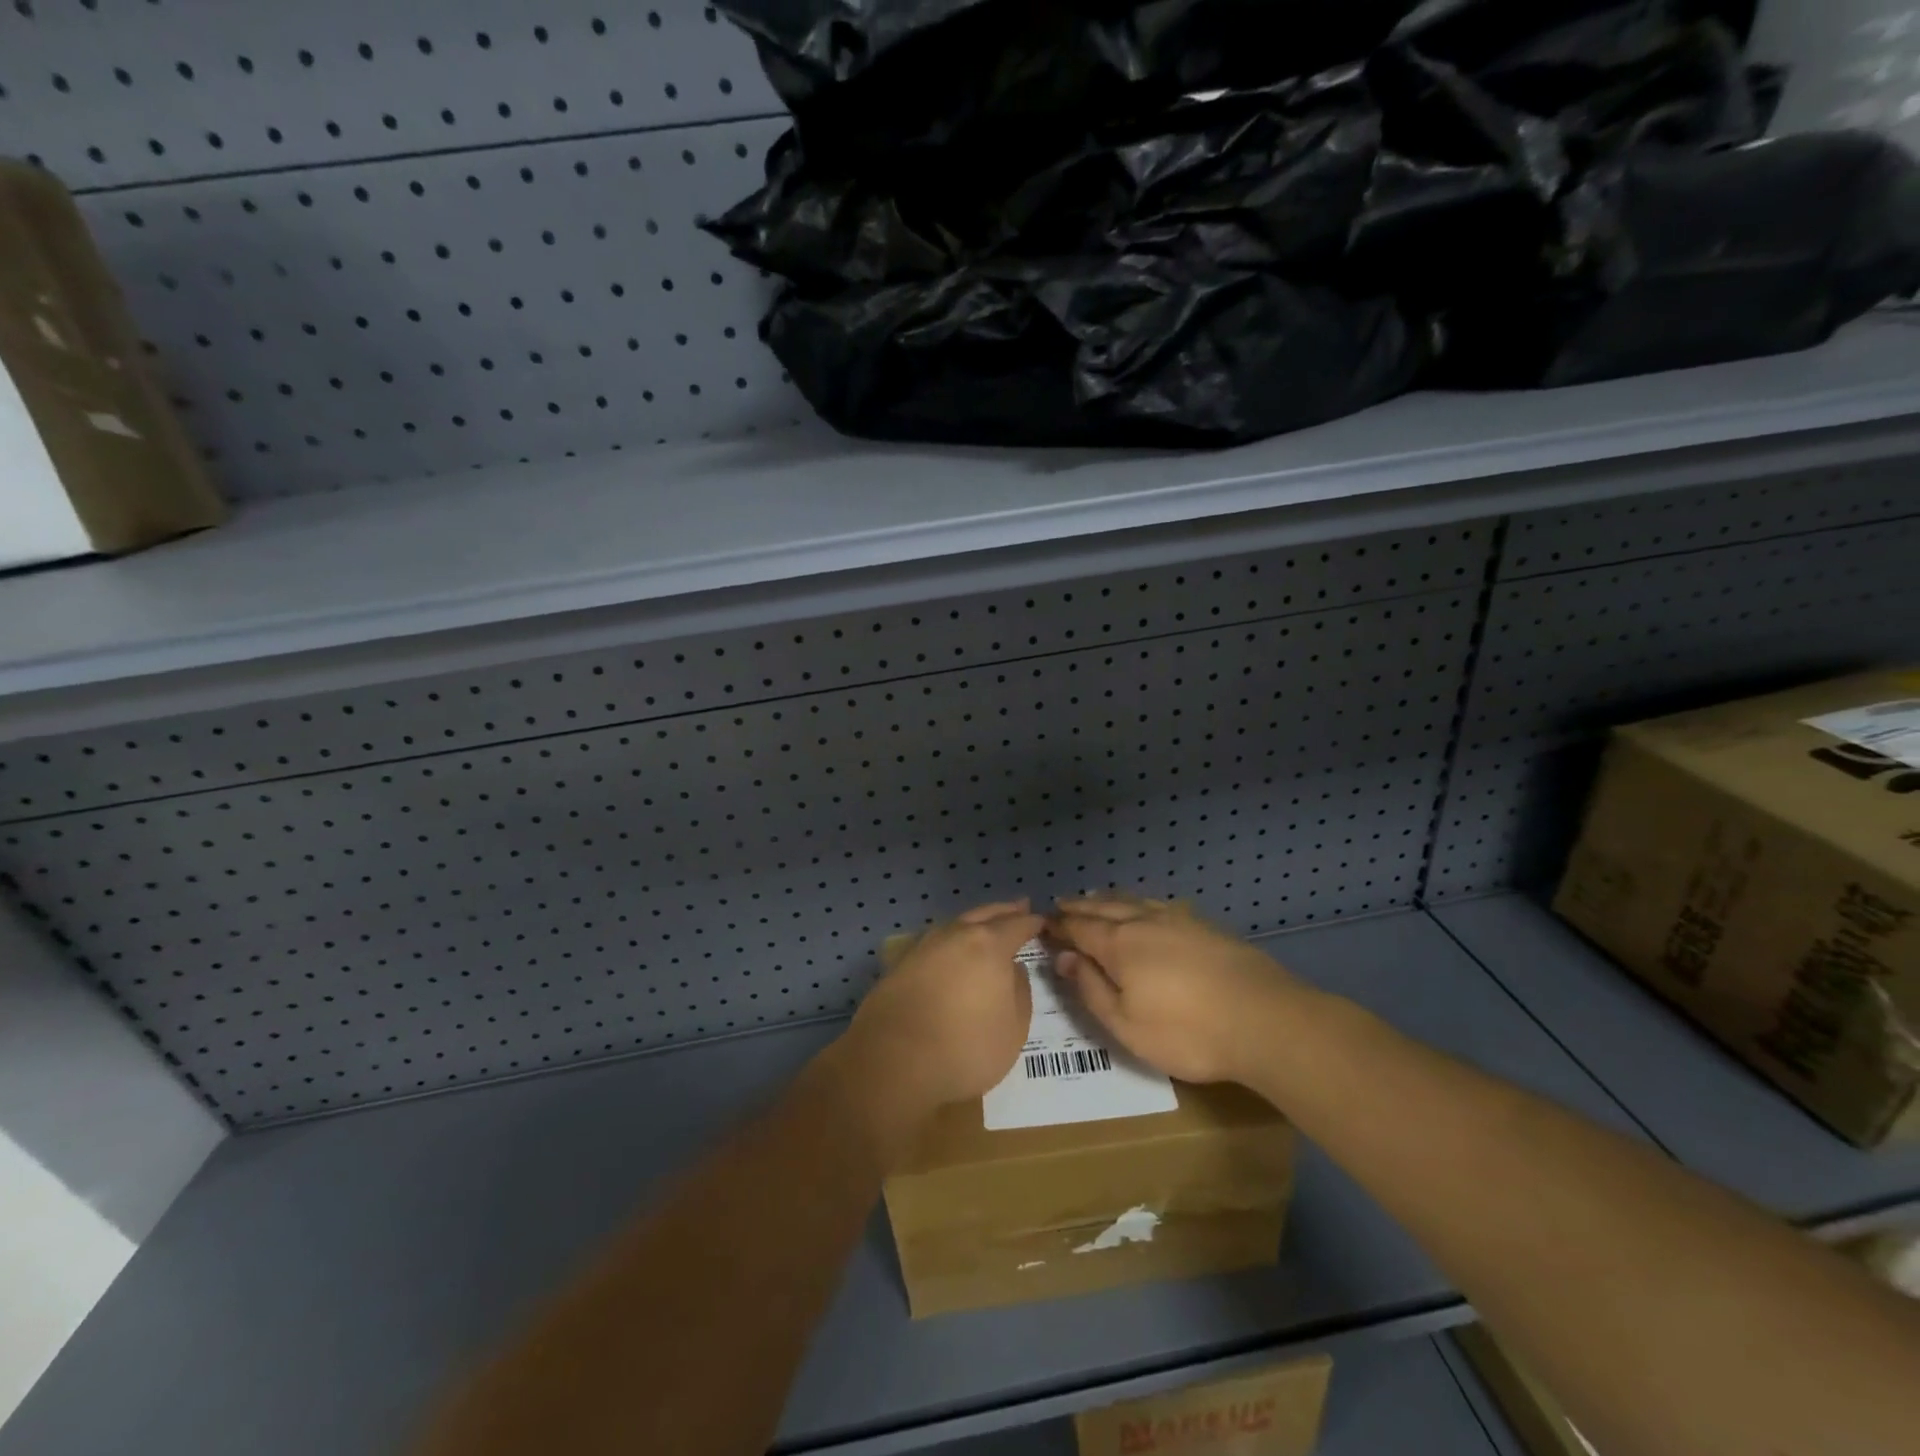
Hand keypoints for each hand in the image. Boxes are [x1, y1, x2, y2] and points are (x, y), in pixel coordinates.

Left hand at [837, 899, 1043, 1123]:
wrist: (893, 1062)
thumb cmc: (964, 1049)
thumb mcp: (1013, 1031)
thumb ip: (1019, 993)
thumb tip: (1013, 970)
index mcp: (989, 946)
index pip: (1017, 925)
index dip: (1032, 923)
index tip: (1042, 921)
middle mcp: (956, 935)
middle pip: (985, 914)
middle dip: (1004, 911)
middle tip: (1019, 906)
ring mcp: (924, 946)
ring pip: (956, 924)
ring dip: (975, 921)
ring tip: (985, 925)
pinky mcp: (900, 963)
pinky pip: (934, 941)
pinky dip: (949, 939)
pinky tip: (950, 949)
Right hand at [1050, 894, 1303, 1085]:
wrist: (1266, 1020)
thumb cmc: (1188, 1031)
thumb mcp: (1126, 1024)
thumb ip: (1090, 988)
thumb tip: (1062, 957)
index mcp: (1119, 943)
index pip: (1079, 928)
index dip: (1058, 926)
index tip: (1042, 924)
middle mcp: (1144, 921)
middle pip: (1103, 907)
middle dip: (1079, 907)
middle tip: (1061, 905)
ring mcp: (1178, 920)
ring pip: (1132, 900)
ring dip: (1107, 899)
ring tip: (1094, 898)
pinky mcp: (1206, 927)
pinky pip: (1158, 904)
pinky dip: (1138, 902)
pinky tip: (1144, 908)